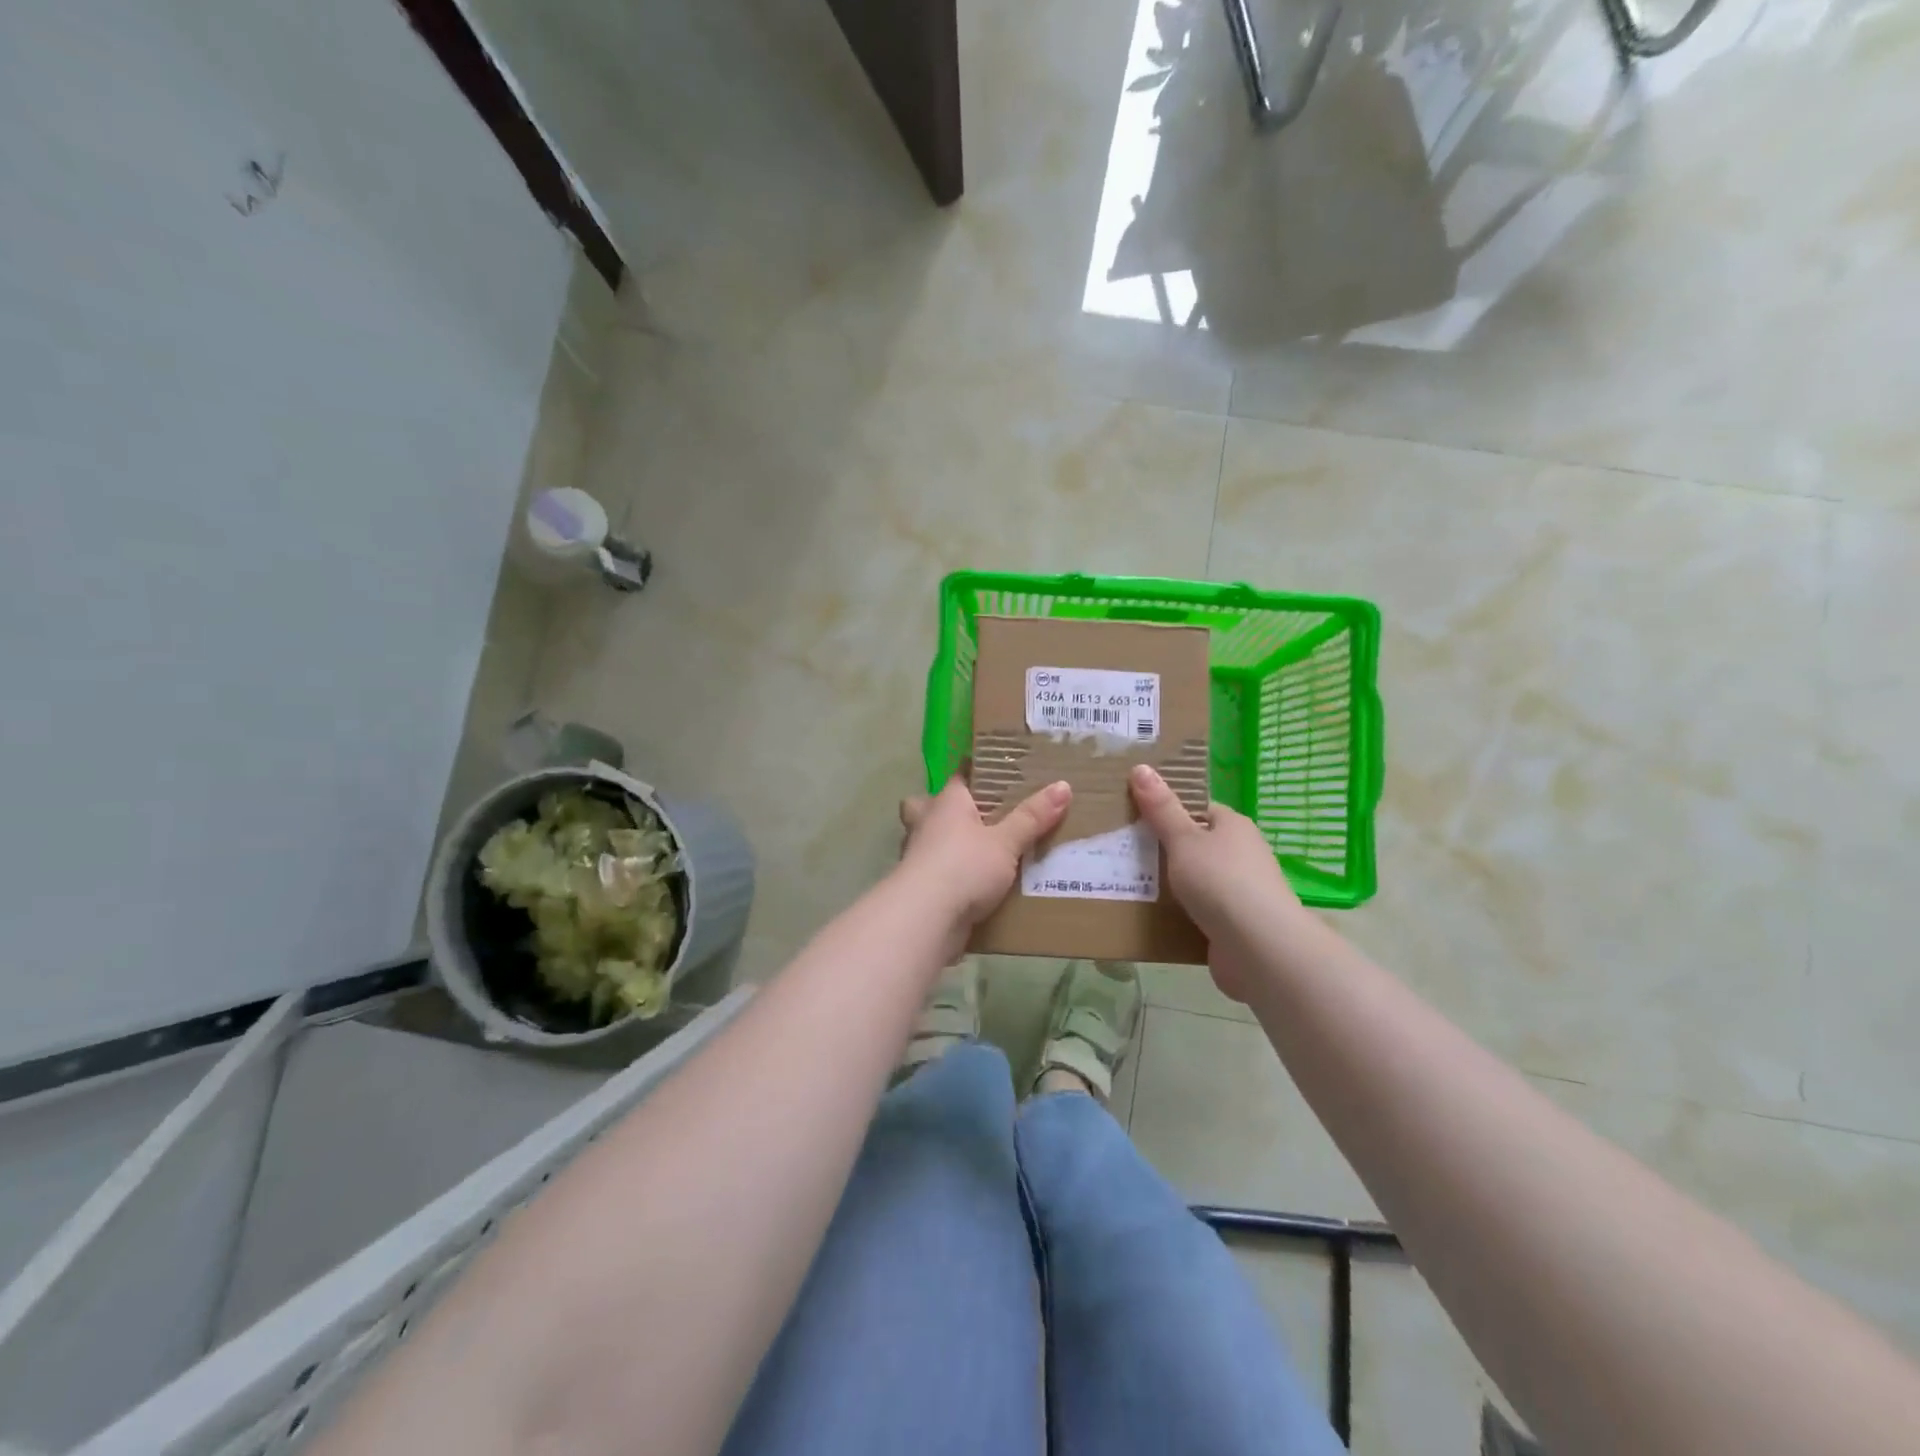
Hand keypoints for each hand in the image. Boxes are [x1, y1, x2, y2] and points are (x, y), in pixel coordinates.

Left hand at [896, 777, 1071, 944]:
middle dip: (943, 810)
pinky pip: (937, 873)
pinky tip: (971, 885)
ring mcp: (917, 856)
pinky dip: (950, 876)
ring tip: (978, 853)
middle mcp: (926, 823)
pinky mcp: (919, 887)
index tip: (998, 776)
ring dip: (946, 845)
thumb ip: (1032, 816)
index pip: (959, 777)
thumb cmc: (964, 866)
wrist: (926, 919)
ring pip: (929, 841)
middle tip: (973, 818)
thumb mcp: (1006, 842)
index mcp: (946, 802)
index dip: (977, 774)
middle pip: (926, 806)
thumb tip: (1063, 785)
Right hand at [1129, 764, 1300, 1001]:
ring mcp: (1242, 892)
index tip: (1137, 818)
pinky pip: (1202, 911)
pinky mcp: (1236, 925)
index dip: (1170, 811)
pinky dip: (1182, 913)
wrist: (1259, 948)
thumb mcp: (1183, 839)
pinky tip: (1155, 917)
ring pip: (1199, 880)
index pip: (1199, 810)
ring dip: (1173, 885)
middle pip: (1198, 845)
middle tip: (1126, 852)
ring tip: (1131, 884)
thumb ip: (1161, 808)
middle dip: (1167, 850)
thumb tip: (1141, 767)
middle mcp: (1243, 855)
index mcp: (1234, 826)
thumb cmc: (1220, 881)